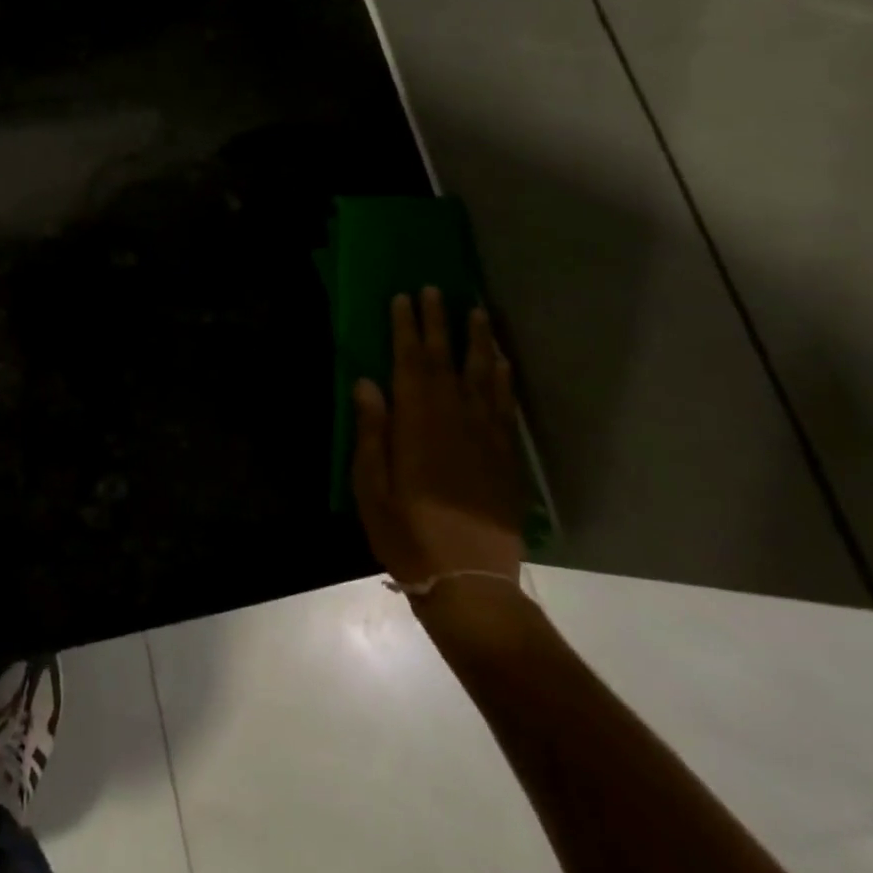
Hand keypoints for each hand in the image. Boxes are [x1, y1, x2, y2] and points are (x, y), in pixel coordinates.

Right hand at [352, 287, 523, 589]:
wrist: (469, 583)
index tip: (403, 298)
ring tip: (476, 311)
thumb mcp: (371, 486)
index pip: (410, 363)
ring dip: (478, 341)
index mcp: (417, 425)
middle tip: (435, 289)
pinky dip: (503, 379)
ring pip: (483, 377)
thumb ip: (372, 432)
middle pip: (446, 361)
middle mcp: (455, 421)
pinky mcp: (505, 458)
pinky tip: (502, 362)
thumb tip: (367, 383)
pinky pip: (505, 406)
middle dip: (439, 323)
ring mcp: (485, 438)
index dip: (406, 328)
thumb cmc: (407, 535)